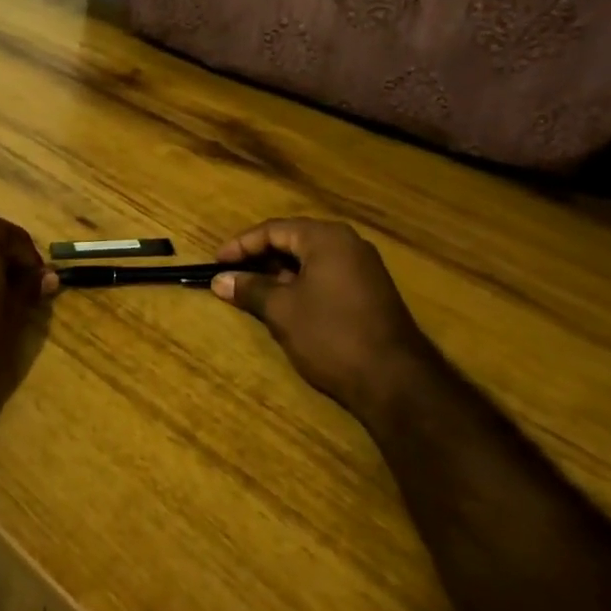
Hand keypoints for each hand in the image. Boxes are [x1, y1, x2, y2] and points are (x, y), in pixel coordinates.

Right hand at [211, 218, 433, 421]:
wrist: (394, 381)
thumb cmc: (331, 335)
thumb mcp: (282, 310)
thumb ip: (250, 289)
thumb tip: (220, 279)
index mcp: (326, 238)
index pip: (274, 230)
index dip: (241, 245)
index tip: (216, 262)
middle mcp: (348, 243)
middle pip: (293, 239)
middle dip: (260, 256)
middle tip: (231, 273)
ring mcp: (363, 267)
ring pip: (310, 259)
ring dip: (279, 271)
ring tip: (252, 289)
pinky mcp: (371, 291)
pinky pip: (326, 274)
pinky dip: (301, 282)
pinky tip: (285, 302)